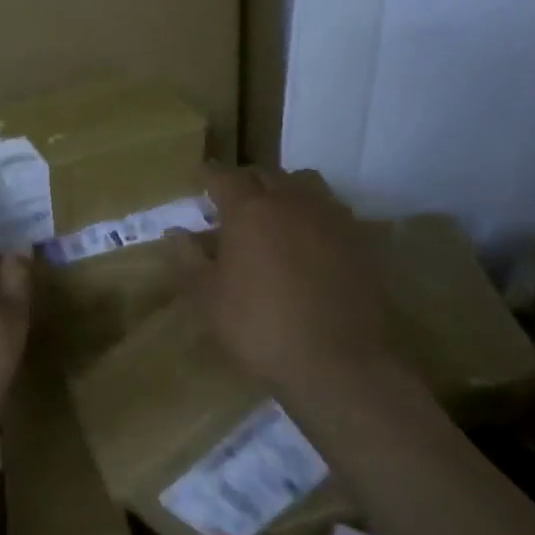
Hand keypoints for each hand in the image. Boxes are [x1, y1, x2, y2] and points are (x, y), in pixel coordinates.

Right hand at [167, 167, 396, 401]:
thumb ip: (189, 260)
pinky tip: (308, 238)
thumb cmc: (260, 327)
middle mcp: (291, 201)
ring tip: (273, 213)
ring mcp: (330, 216)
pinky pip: (330, 208)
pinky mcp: (359, 238)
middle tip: (231, 202)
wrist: (339, 360)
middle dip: (245, 182)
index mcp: (249, 211)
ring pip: (303, 183)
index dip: (209, 176)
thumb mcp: (209, 299)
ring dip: (283, 190)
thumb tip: (176, 232)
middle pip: (265, 175)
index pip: (224, 176)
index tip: (200, 180)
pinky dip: (313, 212)